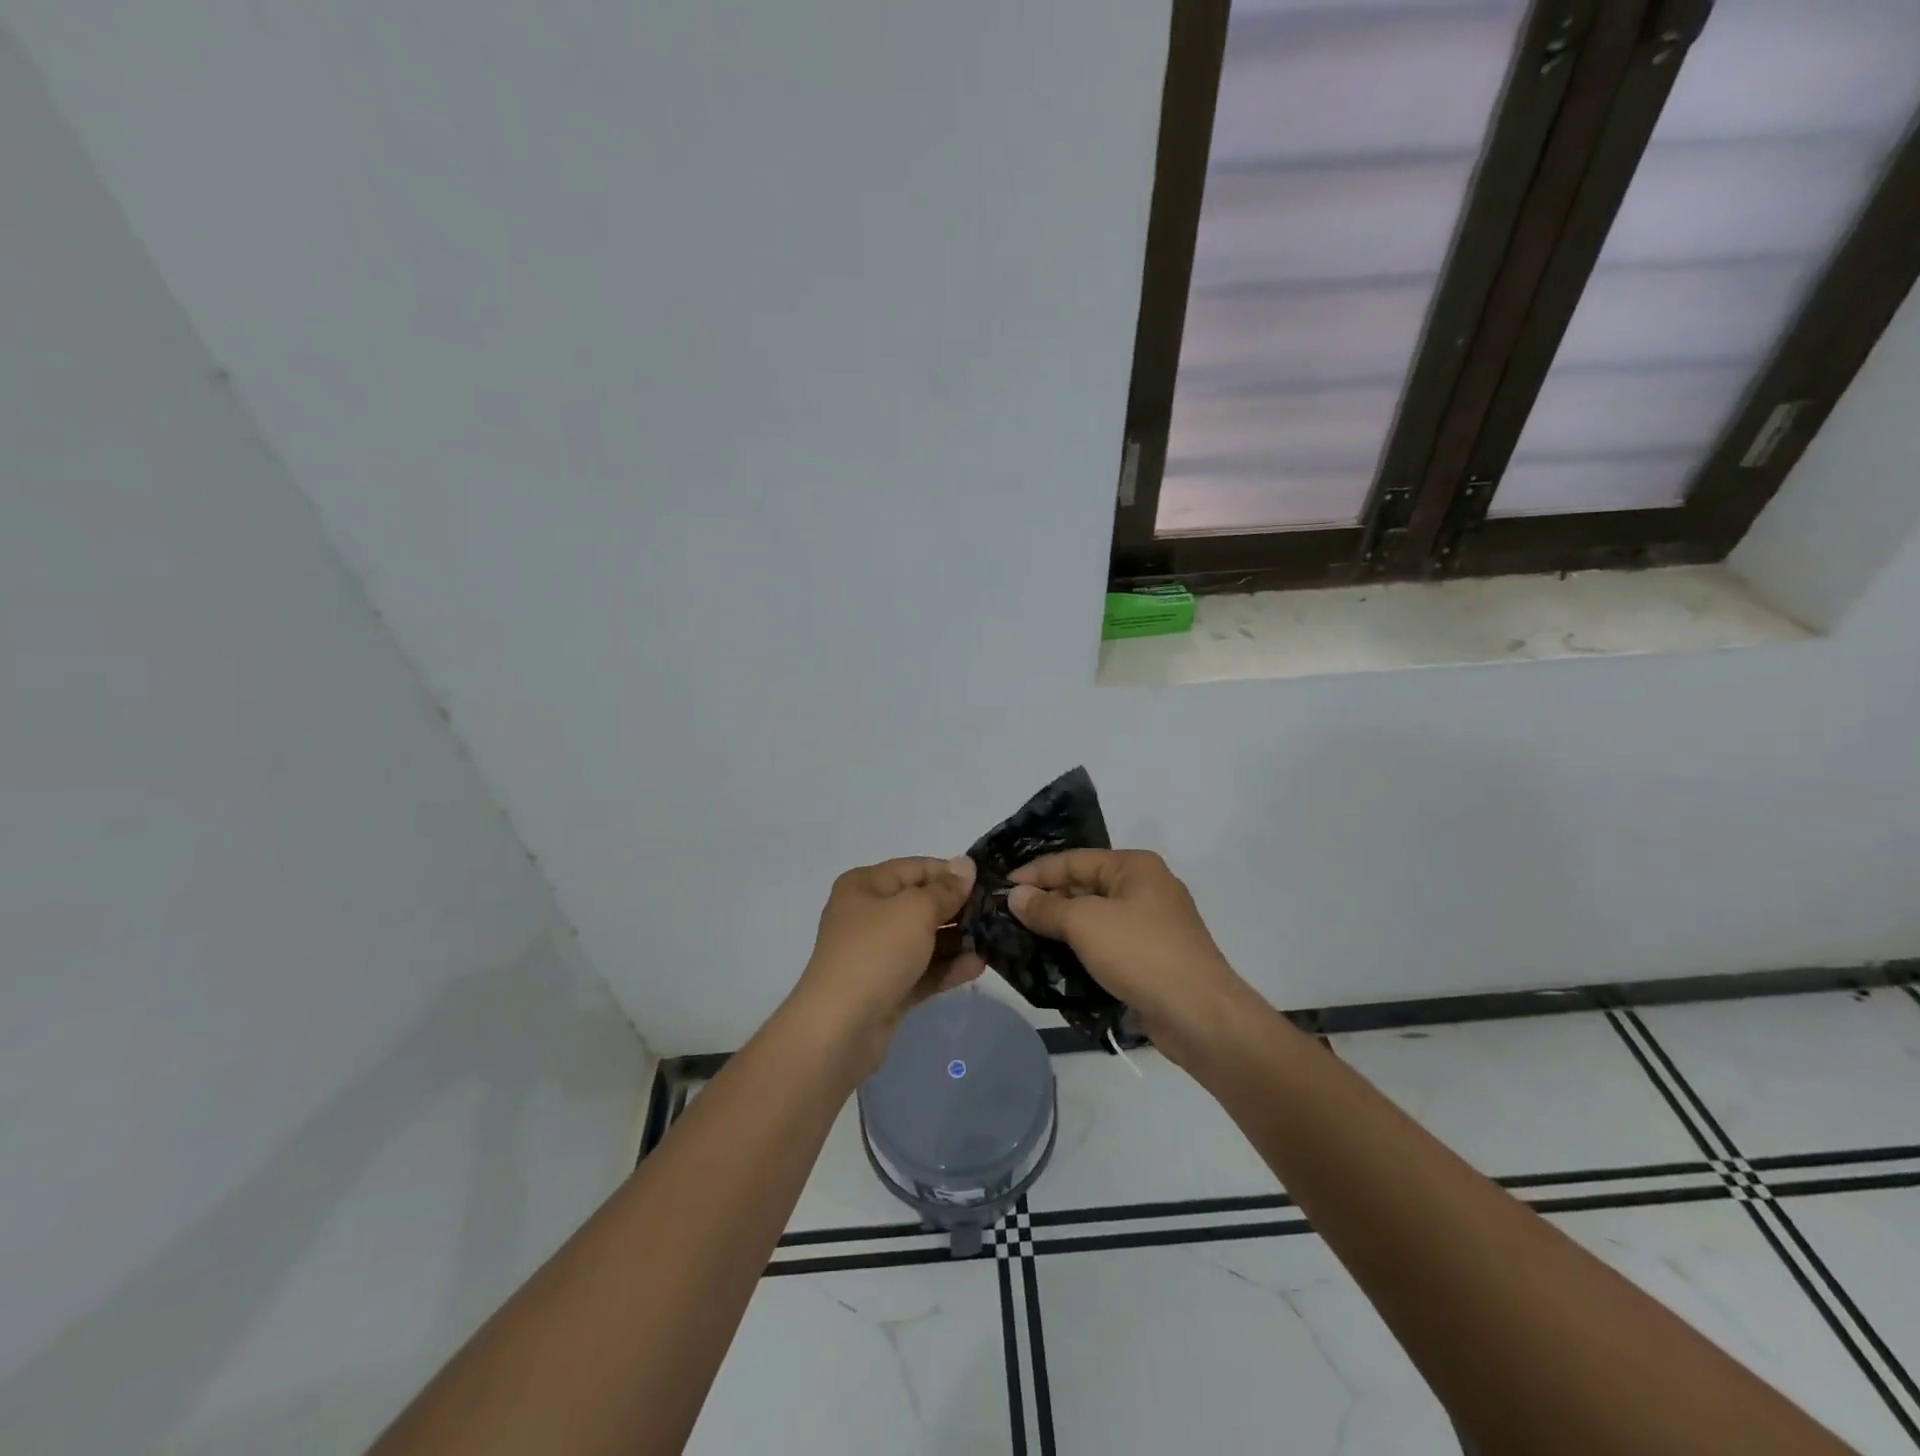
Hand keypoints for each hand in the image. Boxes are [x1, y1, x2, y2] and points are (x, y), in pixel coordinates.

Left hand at [787, 856, 985, 1077]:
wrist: (840, 1027)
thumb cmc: (876, 952)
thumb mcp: (915, 911)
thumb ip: (945, 889)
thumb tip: (966, 865)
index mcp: (865, 886)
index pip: (915, 868)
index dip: (950, 873)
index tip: (986, 883)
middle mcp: (867, 915)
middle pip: (920, 903)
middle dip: (957, 908)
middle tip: (996, 913)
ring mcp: (876, 954)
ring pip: (923, 939)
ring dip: (957, 939)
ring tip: (994, 940)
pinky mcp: (886, 988)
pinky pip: (922, 970)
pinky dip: (946, 967)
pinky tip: (978, 966)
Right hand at [1008, 849, 1253, 1063]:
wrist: (1200, 1015)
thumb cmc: (1141, 954)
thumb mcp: (1085, 923)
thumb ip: (1046, 907)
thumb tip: (1015, 895)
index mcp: (1134, 866)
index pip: (1074, 859)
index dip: (1036, 872)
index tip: (1002, 886)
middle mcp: (1146, 887)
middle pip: (1086, 885)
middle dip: (1048, 899)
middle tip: (1009, 915)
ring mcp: (1153, 924)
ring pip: (1096, 916)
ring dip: (1063, 926)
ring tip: (1024, 937)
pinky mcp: (1154, 957)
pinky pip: (1109, 943)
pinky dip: (1083, 948)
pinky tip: (1057, 961)